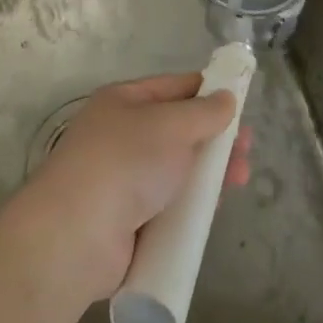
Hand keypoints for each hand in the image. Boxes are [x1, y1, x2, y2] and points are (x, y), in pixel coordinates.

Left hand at [23, 73, 251, 305]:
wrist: (76, 234)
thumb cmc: (125, 163)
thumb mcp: (171, 126)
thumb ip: (204, 112)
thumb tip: (226, 98)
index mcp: (123, 101)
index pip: (174, 88)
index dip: (208, 92)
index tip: (241, 104)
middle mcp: (121, 135)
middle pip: (178, 131)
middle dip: (215, 139)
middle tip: (246, 150)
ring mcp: (123, 179)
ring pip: (177, 170)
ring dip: (208, 174)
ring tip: (239, 180)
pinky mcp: (128, 220)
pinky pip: (169, 206)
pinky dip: (191, 206)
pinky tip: (213, 210)